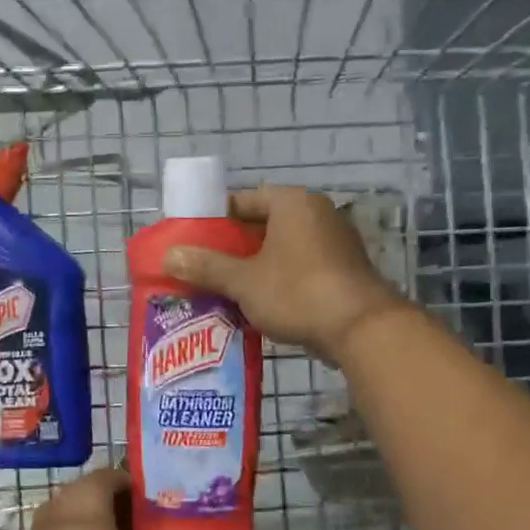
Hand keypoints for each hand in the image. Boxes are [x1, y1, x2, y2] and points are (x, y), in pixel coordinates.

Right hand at [162, 187, 405, 365]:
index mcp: (292, 203)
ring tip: (223, 287)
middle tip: (203, 267)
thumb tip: (168, 256)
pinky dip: (277, 280)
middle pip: (262, 225)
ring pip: (281, 249)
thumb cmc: (297, 292)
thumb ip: (205, 266)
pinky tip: (257, 303)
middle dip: (232, 247)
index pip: (244, 200)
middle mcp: (316, 214)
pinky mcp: (343, 271)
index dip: (216, 219)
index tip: (194, 240)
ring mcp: (335, 242)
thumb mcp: (243, 281)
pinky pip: (299, 267)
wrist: (361, 330)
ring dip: (254, 266)